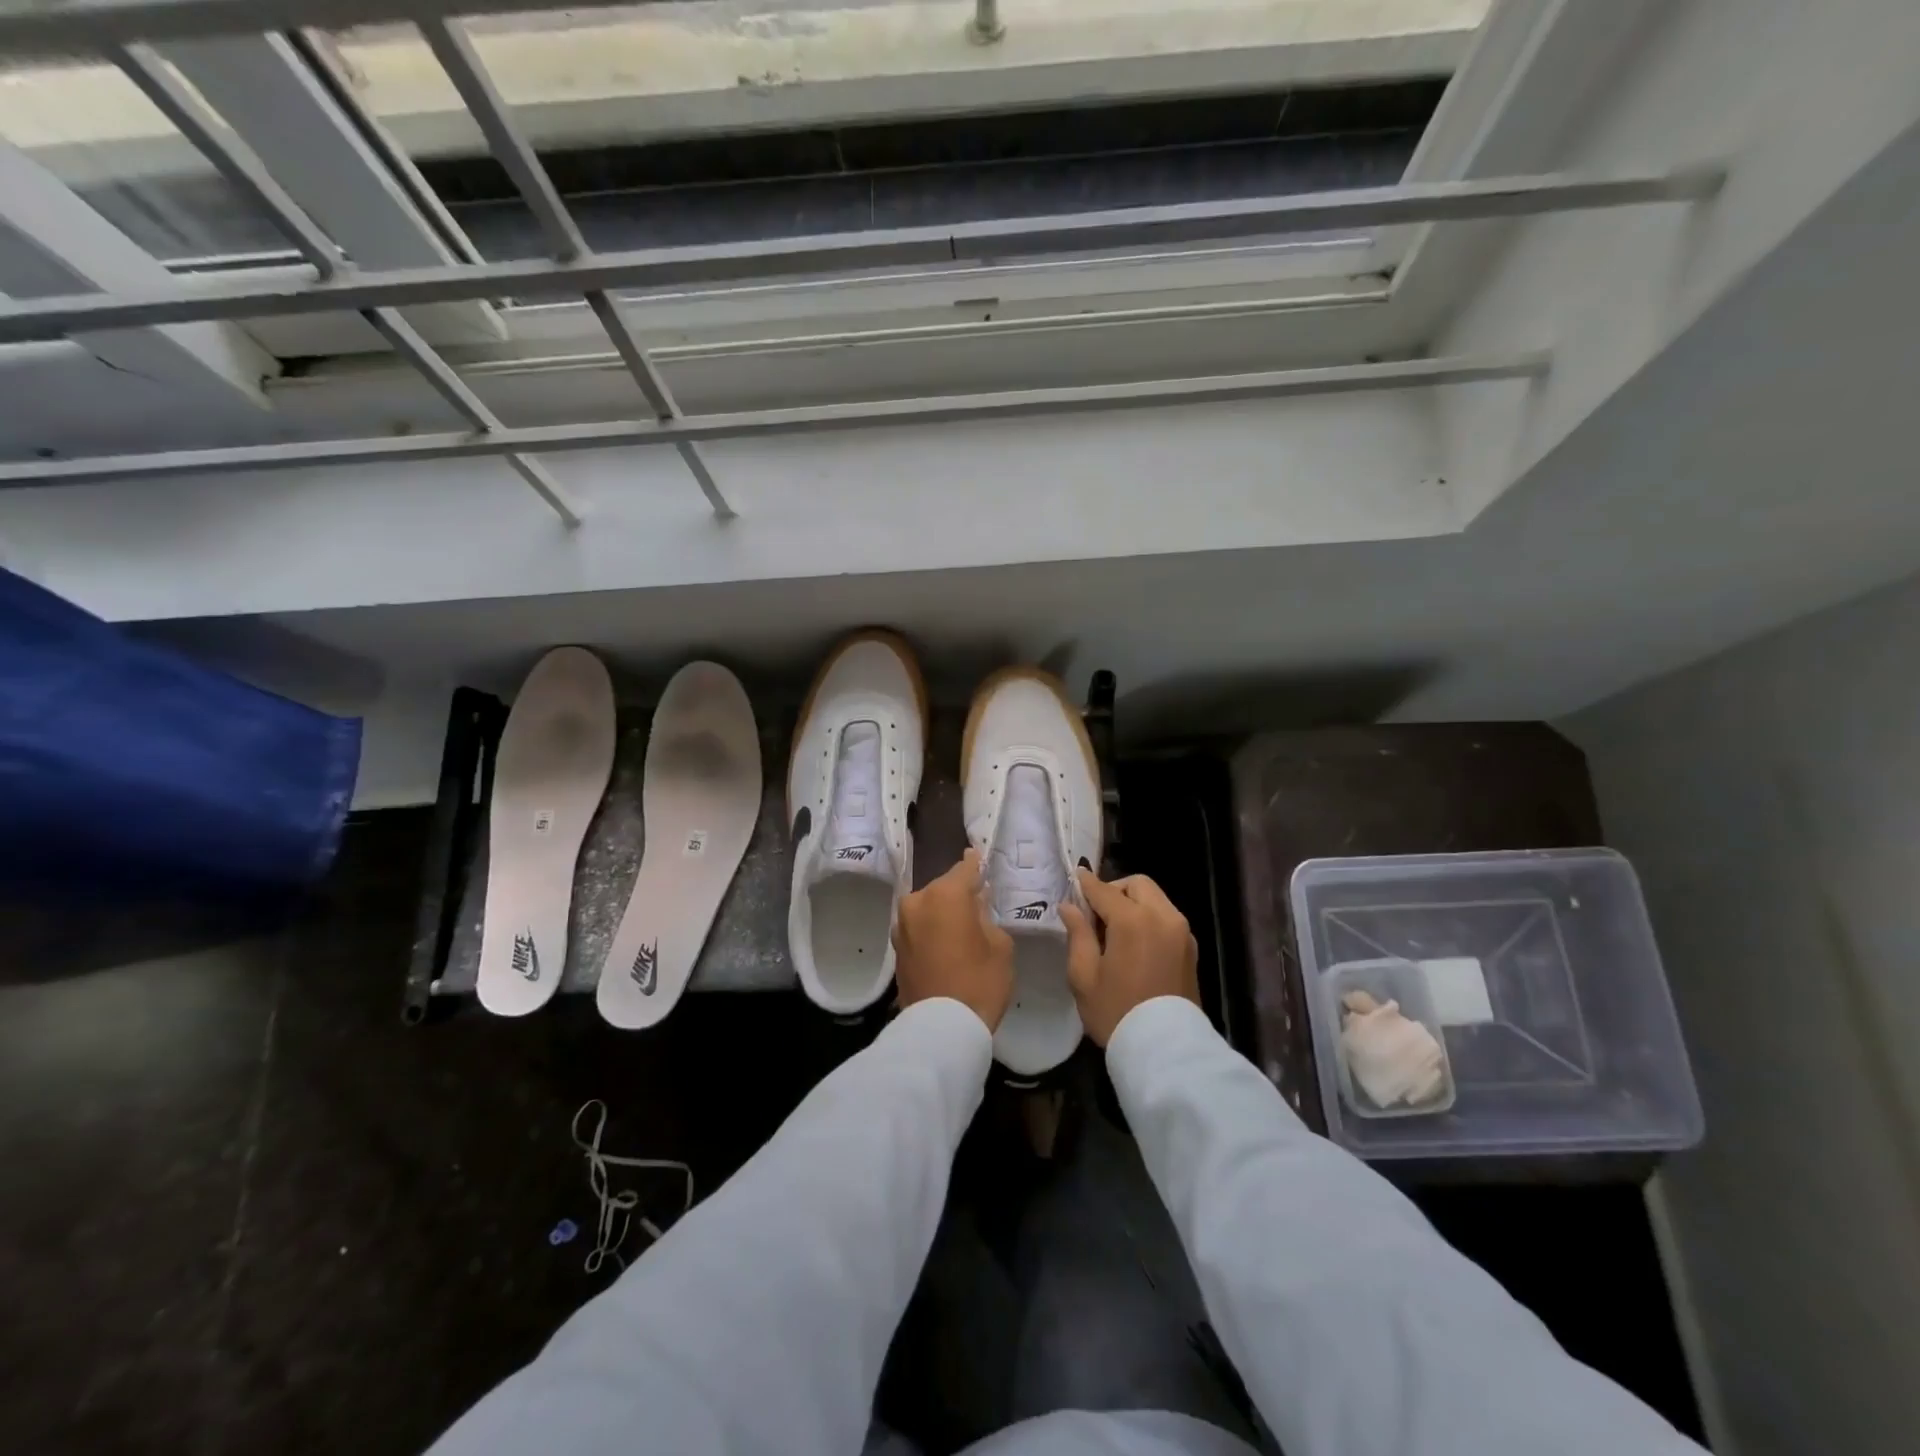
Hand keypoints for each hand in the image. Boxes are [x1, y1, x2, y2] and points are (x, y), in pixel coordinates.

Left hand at [893, 849, 1014, 1031]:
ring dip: (943, 912)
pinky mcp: (897, 948)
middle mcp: (917, 901)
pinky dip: (932, 929)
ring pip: (929, 907)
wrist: (941, 1028)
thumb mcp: (999, 945)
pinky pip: (919, 927)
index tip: (979, 856)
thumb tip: (975, 906)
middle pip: (944, 888)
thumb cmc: (979, 982)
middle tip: (978, 901)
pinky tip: (946, 941)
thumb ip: (986, 916)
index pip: (965, 869)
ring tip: (962, 924)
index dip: (976, 864)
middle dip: (959, 893)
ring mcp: (902, 925)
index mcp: (944, 894)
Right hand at [1060, 870, 1199, 1045]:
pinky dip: (1150, 918)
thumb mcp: (1084, 976)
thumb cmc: (1116, 1012)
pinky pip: (1167, 918)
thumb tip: (1069, 907)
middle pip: (1138, 885)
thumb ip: (1077, 934)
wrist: (1165, 1050)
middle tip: (1097, 913)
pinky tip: (1136, 943)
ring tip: (1116, 931)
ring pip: (1155, 899)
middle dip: (1115, 890)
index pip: (1104, 890)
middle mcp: (1162, 917)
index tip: (1075, 877)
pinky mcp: (1191, 948)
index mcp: (1133, 920)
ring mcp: (1181, 932)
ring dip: (1134, 903)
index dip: (1086, 883)